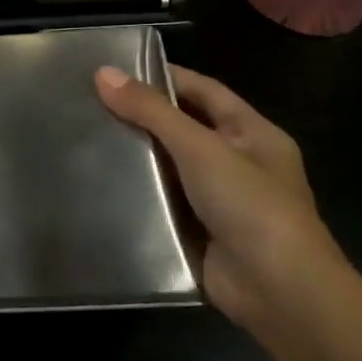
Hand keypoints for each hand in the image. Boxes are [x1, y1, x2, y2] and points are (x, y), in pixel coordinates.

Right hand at [95, 63, 347, 328]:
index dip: (163, 76)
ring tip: (83, 136)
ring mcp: (216, 199)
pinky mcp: (196, 230)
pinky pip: (160, 201)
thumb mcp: (201, 148)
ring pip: (167, 166)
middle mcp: (236, 162)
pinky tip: (96, 181)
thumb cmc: (250, 206)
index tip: (115, 68)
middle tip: (88, 101)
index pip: (203, 90)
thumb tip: (102, 73)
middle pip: (182, 127)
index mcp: (252, 134)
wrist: (279, 291)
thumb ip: (152, 111)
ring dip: (133, 155)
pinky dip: (134, 192)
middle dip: (140, 116)